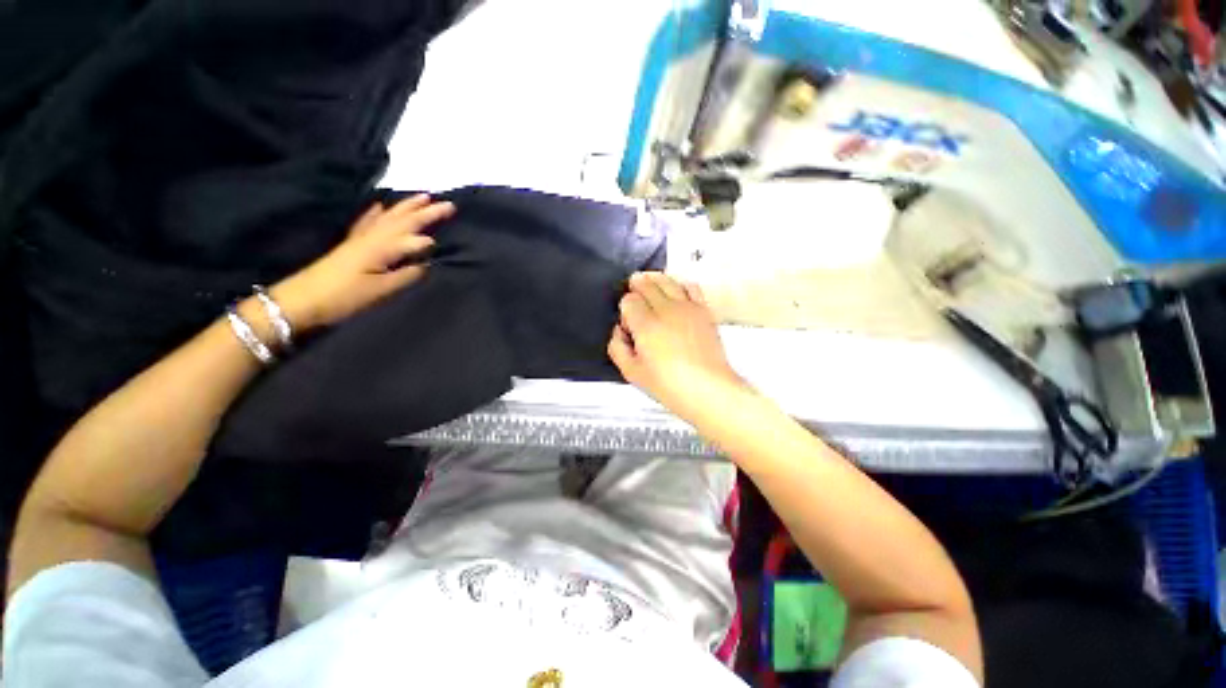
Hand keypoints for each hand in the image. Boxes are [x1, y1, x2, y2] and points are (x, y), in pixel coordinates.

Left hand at [271, 195, 454, 329]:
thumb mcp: (381, 291)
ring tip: (423, 196)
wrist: (302, 300)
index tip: (447, 243)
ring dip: (407, 207)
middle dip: (426, 212)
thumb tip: (427, 263)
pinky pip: (368, 222)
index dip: (430, 239)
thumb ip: (406, 275)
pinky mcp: (352, 244)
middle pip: (403, 220)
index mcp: (382, 248)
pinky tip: (380, 205)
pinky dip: (376, 212)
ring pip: (388, 217)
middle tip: (449, 204)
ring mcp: (360, 238)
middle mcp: (372, 237)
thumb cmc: (345, 297)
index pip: (413, 237)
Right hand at [608, 272, 748, 420]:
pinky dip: (679, 285)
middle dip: (636, 287)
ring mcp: (686, 307)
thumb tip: (618, 331)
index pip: (629, 300)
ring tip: (649, 285)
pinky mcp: (703, 310)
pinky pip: (690, 286)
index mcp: (646, 325)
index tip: (627, 322)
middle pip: (646, 284)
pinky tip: (676, 292)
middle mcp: (666, 310)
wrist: (708, 389)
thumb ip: (617, 348)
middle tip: (634, 297)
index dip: (624, 308)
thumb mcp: (632, 373)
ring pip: (666, 280)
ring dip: (654, 280)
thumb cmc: (669, 385)